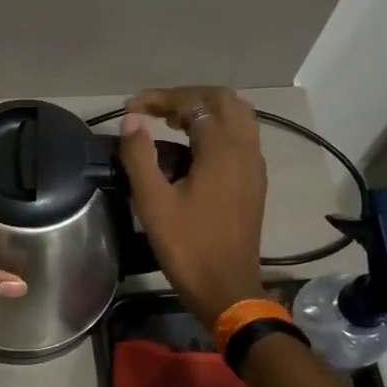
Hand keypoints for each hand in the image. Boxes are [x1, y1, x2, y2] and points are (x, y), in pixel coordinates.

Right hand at [118, 86, 267, 329]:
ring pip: (237, 116)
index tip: (131, 108)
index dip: (162, 98)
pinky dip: (217, 128)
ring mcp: (254, 166)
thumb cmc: (188, 247)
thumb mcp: (153, 204)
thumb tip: (132, 121)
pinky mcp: (254, 182)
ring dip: (205, 110)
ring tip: (171, 122)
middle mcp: (245, 150)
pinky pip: (241, 137)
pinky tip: (192, 147)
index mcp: (222, 151)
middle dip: (186, 97)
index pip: (195, 103)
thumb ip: (140, 157)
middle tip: (153, 110)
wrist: (227, 289)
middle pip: (223, 100)